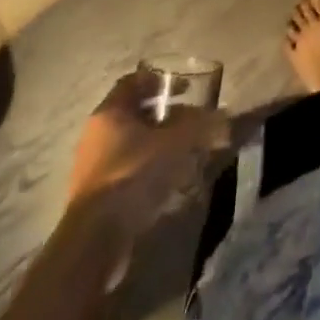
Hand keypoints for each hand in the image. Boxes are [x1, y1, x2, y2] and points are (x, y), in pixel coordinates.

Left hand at [67, 72, 227, 233]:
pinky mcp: (98, 194)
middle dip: (165, 115)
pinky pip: (128, 168)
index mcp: (109, 113)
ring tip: (187, 152)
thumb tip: (225, 119)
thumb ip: (201, 127)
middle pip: (134, 114)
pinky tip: (171, 180)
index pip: (133, 82)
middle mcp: (97, 134)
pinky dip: (150, 167)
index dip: (160, 80)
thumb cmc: (133, 174)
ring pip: (132, 143)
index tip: (186, 88)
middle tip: (192, 121)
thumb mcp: (175, 144)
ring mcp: (94, 166)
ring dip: (159, 143)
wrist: (96, 238)